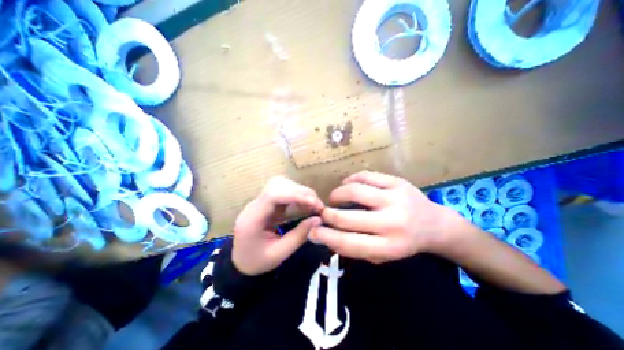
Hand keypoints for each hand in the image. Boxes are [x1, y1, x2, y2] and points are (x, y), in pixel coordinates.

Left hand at [231, 177, 323, 275]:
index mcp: (252, 219)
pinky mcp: (266, 202)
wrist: (240, 261)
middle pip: (278, 185)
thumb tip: (318, 219)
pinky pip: (283, 191)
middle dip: (301, 192)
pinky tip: (305, 204)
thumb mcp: (279, 254)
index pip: (272, 195)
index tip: (314, 204)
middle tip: (317, 205)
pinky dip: (297, 195)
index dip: (295, 195)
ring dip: (300, 192)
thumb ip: (299, 236)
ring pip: (281, 185)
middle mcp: (254, 205)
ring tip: (313, 204)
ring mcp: (260, 201)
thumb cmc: (257, 261)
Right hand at [309, 171, 464, 263]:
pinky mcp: (397, 182)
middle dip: (328, 214)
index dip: (326, 237)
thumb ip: (354, 247)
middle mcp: (393, 223)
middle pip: (348, 218)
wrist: (436, 225)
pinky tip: (347, 184)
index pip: (349, 243)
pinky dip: (350, 180)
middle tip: (323, 212)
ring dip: (338, 194)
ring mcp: (396, 199)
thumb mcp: (381, 255)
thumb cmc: (404, 242)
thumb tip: (323, 235)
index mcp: (389, 247)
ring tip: (335, 197)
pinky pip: (366, 176)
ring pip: (355, 191)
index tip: (313, 231)